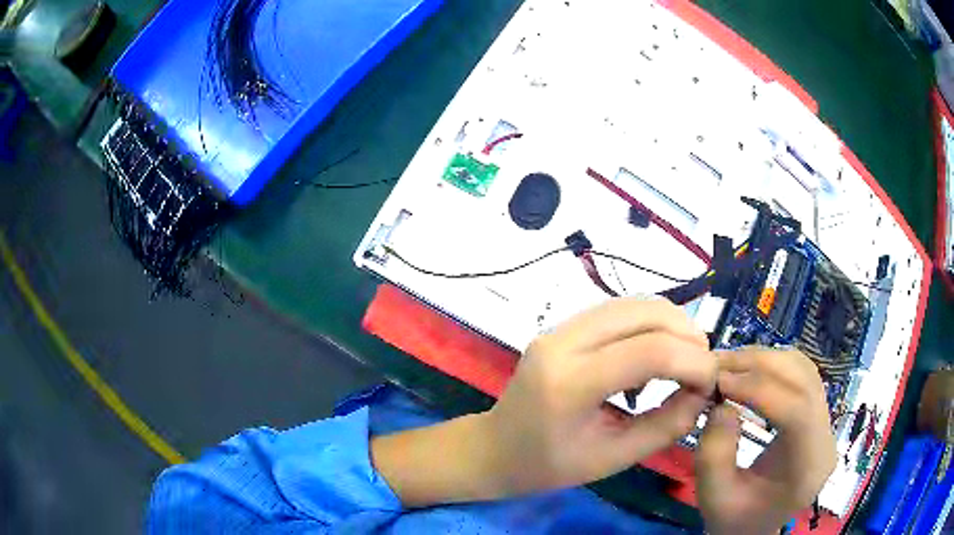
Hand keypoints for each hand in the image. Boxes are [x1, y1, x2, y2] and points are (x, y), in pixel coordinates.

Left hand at [485, 297, 716, 495]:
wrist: (494, 448)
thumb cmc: (546, 466)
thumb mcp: (611, 460)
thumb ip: (664, 426)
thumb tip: (704, 393)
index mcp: (569, 383)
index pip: (649, 351)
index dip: (694, 361)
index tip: (713, 381)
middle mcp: (562, 342)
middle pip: (644, 313)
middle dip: (687, 334)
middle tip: (705, 367)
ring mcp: (559, 328)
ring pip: (632, 304)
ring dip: (671, 323)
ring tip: (689, 358)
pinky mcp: (562, 327)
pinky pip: (618, 310)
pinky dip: (649, 323)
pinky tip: (659, 351)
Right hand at [696, 349, 836, 534]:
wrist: (755, 527)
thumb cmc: (736, 520)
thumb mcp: (714, 498)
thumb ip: (713, 456)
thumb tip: (721, 404)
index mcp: (809, 468)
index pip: (797, 412)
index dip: (759, 388)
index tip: (720, 380)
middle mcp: (826, 438)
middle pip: (805, 382)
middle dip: (760, 365)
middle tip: (718, 363)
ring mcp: (825, 422)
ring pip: (805, 371)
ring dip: (766, 359)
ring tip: (729, 364)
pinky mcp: (816, 413)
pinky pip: (801, 375)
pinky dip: (773, 365)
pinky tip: (748, 370)